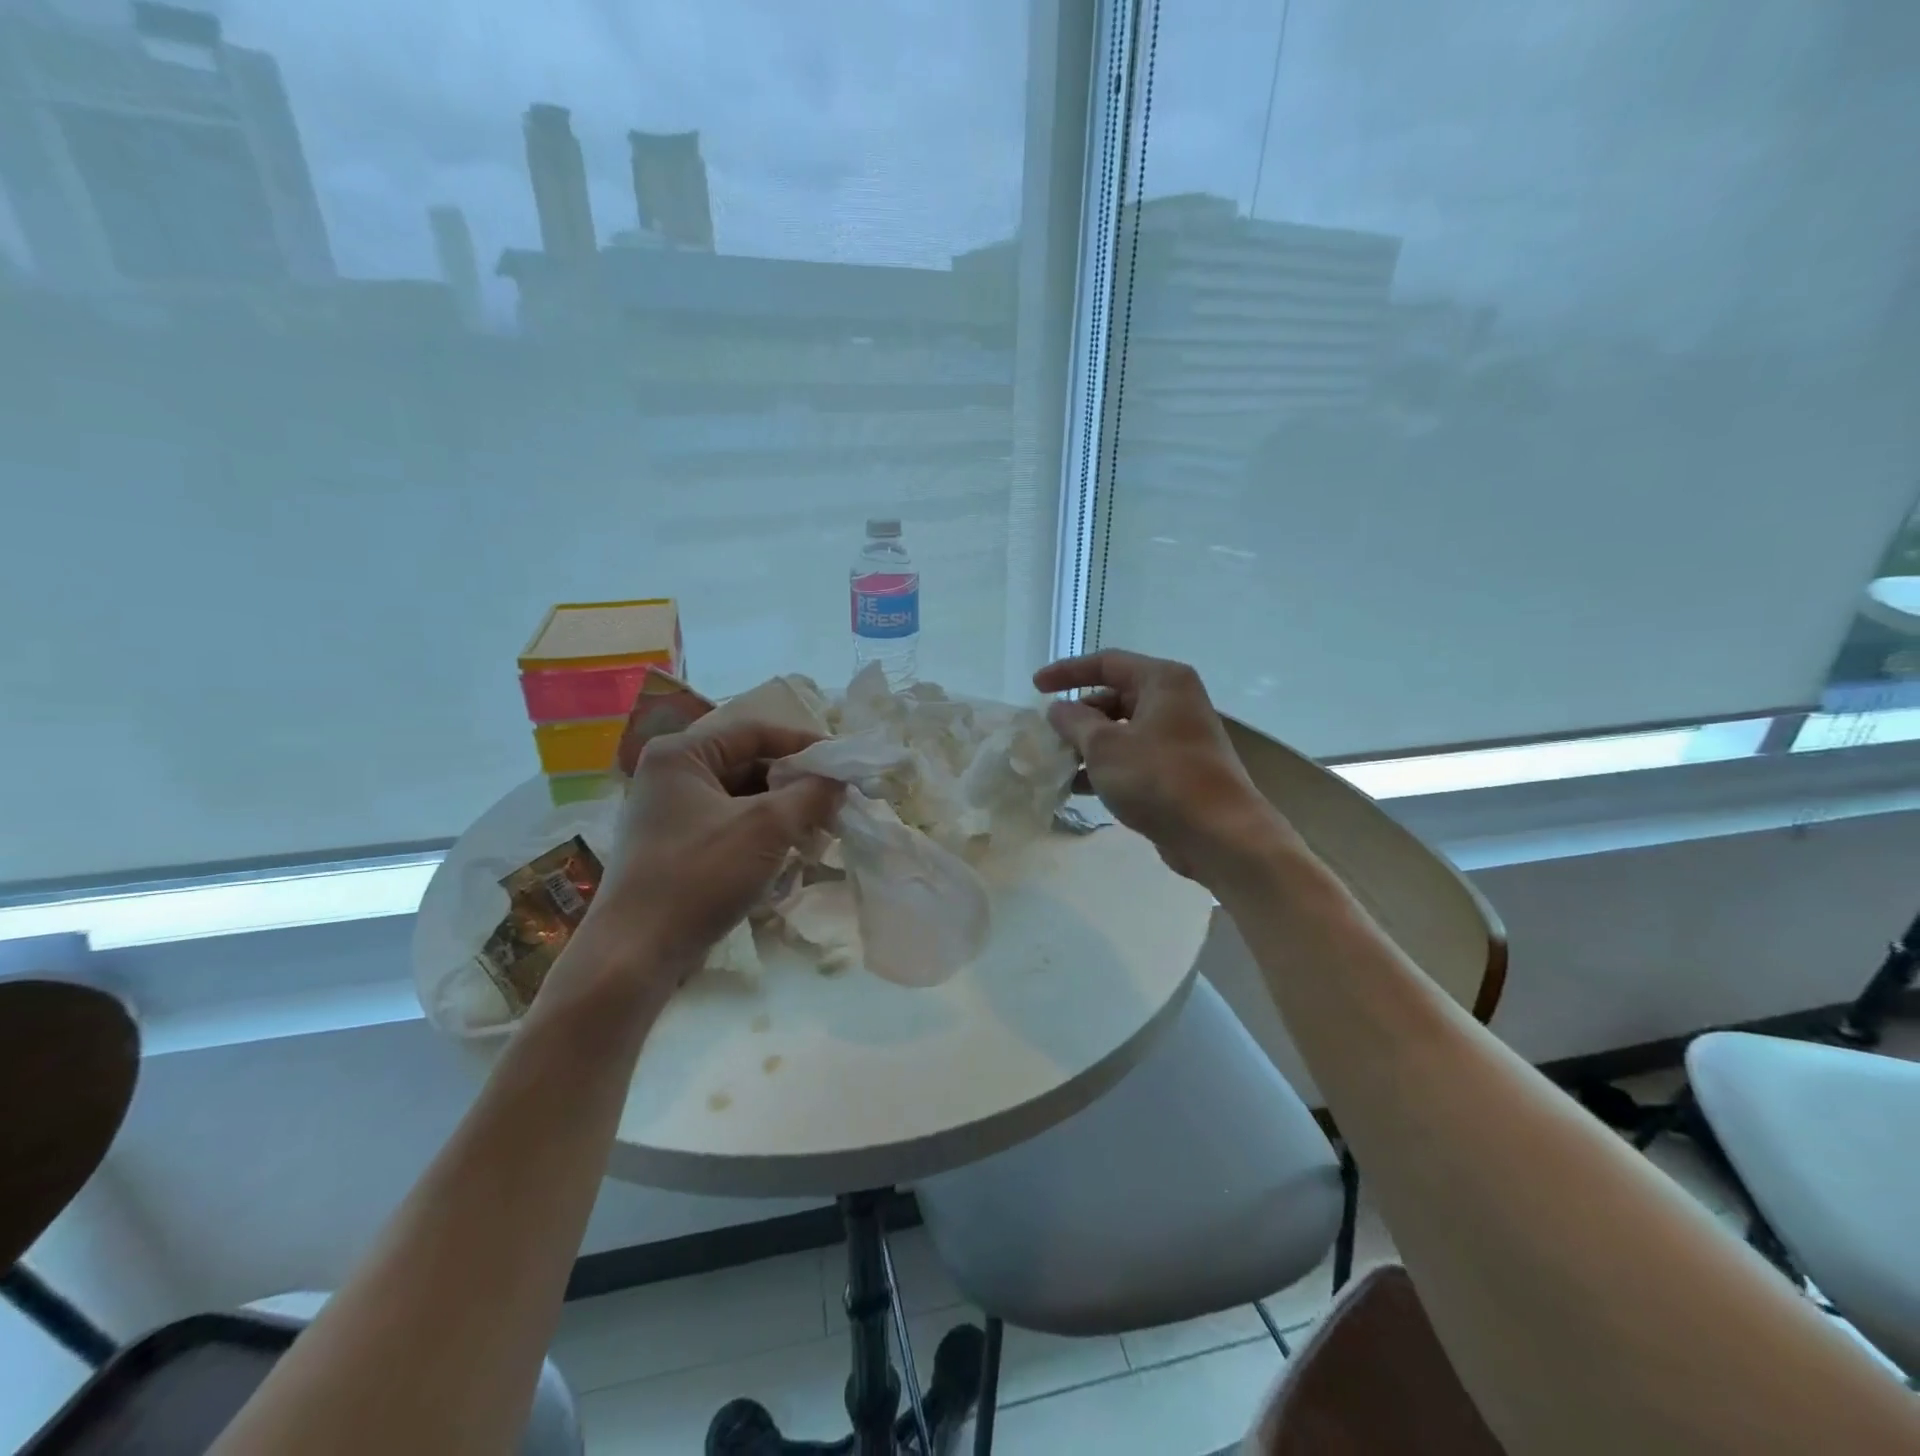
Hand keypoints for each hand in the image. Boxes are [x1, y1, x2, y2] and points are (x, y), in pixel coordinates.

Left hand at [564, 721, 842, 999]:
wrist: (636, 954)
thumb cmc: (700, 876)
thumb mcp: (767, 827)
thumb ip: (811, 794)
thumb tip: (840, 779)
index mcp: (682, 754)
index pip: (755, 732)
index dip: (804, 743)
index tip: (843, 763)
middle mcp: (671, 774)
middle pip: (749, 763)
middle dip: (795, 782)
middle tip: (836, 800)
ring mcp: (670, 812)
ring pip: (742, 797)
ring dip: (782, 809)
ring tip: (820, 828)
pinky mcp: (676, 846)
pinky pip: (730, 824)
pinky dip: (762, 832)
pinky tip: (791, 851)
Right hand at [1035, 650, 1296, 884]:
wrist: (1218, 834)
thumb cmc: (1159, 778)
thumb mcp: (1105, 746)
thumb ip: (1075, 722)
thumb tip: (1059, 710)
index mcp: (1162, 681)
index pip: (1107, 663)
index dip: (1067, 672)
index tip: (1035, 687)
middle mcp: (1174, 702)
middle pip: (1114, 697)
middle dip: (1078, 716)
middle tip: (1047, 734)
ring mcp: (1179, 737)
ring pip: (1122, 730)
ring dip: (1088, 745)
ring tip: (1056, 764)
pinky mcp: (1178, 770)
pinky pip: (1133, 757)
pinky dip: (1107, 767)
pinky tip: (1079, 788)